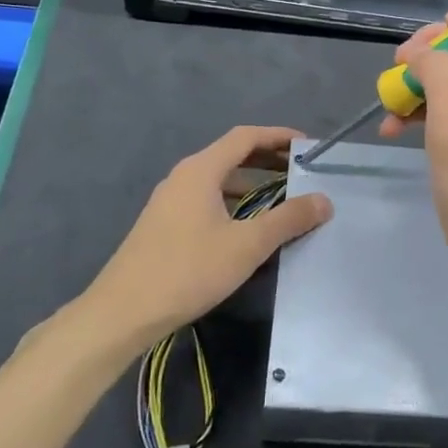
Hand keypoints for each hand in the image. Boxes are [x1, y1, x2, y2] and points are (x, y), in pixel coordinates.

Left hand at [83, 125, 331, 345]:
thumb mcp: (247, 245)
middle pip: (231, 155)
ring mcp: (169, 201)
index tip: (307, 146)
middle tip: (301, 171)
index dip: (278, 136)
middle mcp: (183, 177)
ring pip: (218, 180)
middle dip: (267, 159)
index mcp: (201, 170)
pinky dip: (233, 201)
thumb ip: (288, 219)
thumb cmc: (188, 270)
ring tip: (281, 198)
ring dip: (250, 182)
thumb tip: (324, 200)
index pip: (245, 137)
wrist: (123, 312)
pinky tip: (246, 226)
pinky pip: (206, 199)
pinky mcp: (164, 224)